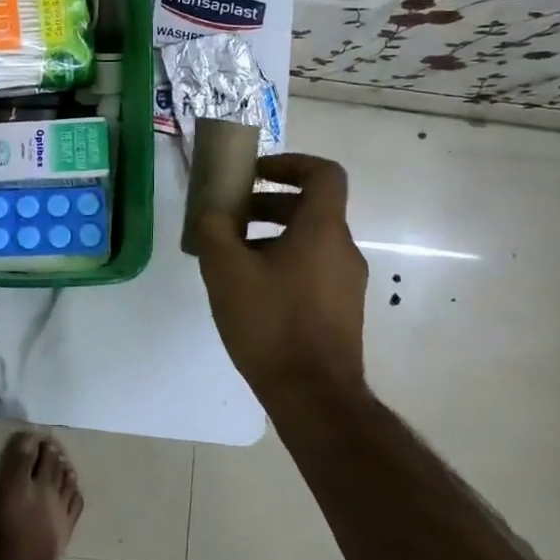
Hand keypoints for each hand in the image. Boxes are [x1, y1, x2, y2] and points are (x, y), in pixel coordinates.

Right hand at [195, 153, 368, 396]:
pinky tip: (250, 291)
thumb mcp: (226, 270)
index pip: (324, 173)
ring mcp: (347, 283)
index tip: (256, 173)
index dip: (290, 163)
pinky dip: (282, 263)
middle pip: (310, 208)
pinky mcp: (342, 311)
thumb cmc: (271, 322)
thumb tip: (213, 213)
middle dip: (267, 203)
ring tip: (231, 257)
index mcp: (322, 230)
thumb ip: (214, 229)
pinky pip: (311, 268)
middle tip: (231, 216)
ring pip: (309, 241)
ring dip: (271, 236)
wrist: (314, 396)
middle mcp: (343, 249)